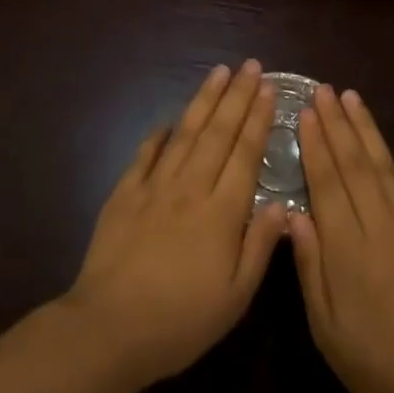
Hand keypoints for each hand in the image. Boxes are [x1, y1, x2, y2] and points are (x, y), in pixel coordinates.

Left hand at [63, 60, 289, 390]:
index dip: (258, 118)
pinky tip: (169, 119)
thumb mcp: (235, 297)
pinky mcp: (124, 193)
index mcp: (222, 212)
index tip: (268, 88)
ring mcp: (154, 186)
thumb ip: (261, 247)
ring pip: (184, 133)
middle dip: (236, 95)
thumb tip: (283, 205)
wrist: (110, 327)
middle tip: (249, 65)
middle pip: (218, 132)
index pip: (245, 153)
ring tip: (217, 72)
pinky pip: (146, 153)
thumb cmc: (181, 321)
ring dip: (203, 100)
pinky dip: (159, 133)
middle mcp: (190, 187)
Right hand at [289, 86, 393, 392]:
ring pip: (385, 167)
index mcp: (351, 250)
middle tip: (324, 90)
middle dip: (338, 124)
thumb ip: (310, 265)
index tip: (305, 112)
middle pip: (357, 164)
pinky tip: (379, 145)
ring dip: (366, 130)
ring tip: (351, 99)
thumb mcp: (326, 325)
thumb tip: (292, 213)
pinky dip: (389, 159)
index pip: (329, 183)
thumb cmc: (373, 364)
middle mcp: (383, 228)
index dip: (316, 145)